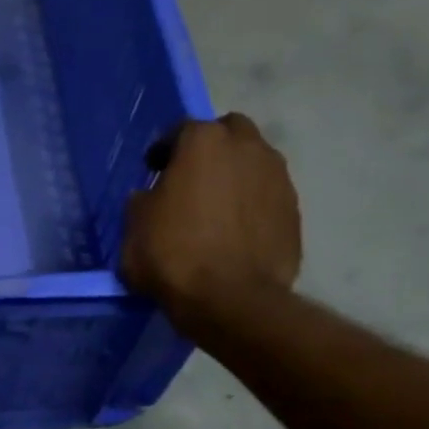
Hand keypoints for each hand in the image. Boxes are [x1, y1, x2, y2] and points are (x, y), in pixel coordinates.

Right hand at [121, 113, 300, 322]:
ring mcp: (277, 177)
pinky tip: (236, 231)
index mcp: (204, 142)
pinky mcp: (294, 210)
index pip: (180, 130)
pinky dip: (252, 204)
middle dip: (211, 148)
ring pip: (254, 162)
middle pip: (229, 132)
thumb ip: (143, 201)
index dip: (164, 150)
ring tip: (216, 207)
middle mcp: (247, 147)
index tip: (153, 169)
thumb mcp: (134, 228)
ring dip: (235, 175)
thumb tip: (151, 197)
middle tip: (192, 178)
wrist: (230, 298)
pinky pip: (267, 196)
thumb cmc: (173, 256)